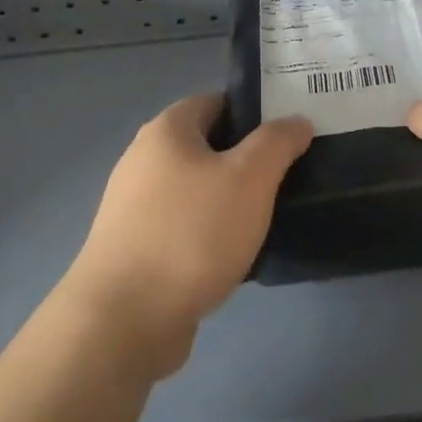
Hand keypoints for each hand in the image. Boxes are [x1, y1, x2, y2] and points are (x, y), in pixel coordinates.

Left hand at [66, 94, 312, 377]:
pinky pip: (186, 227)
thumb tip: (296, 121)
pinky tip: (238, 255)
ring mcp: (136, 206)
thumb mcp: (249, 178)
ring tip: (271, 217)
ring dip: (232, 200)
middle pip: (208, 146)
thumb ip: (277, 143)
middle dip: (248, 159)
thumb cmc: (192, 234)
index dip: (257, 112)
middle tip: (290, 175)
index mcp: (167, 131)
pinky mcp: (136, 248)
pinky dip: (212, 234)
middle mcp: (144, 160)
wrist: (125, 319)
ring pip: (198, 190)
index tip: (292, 134)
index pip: (217, 102)